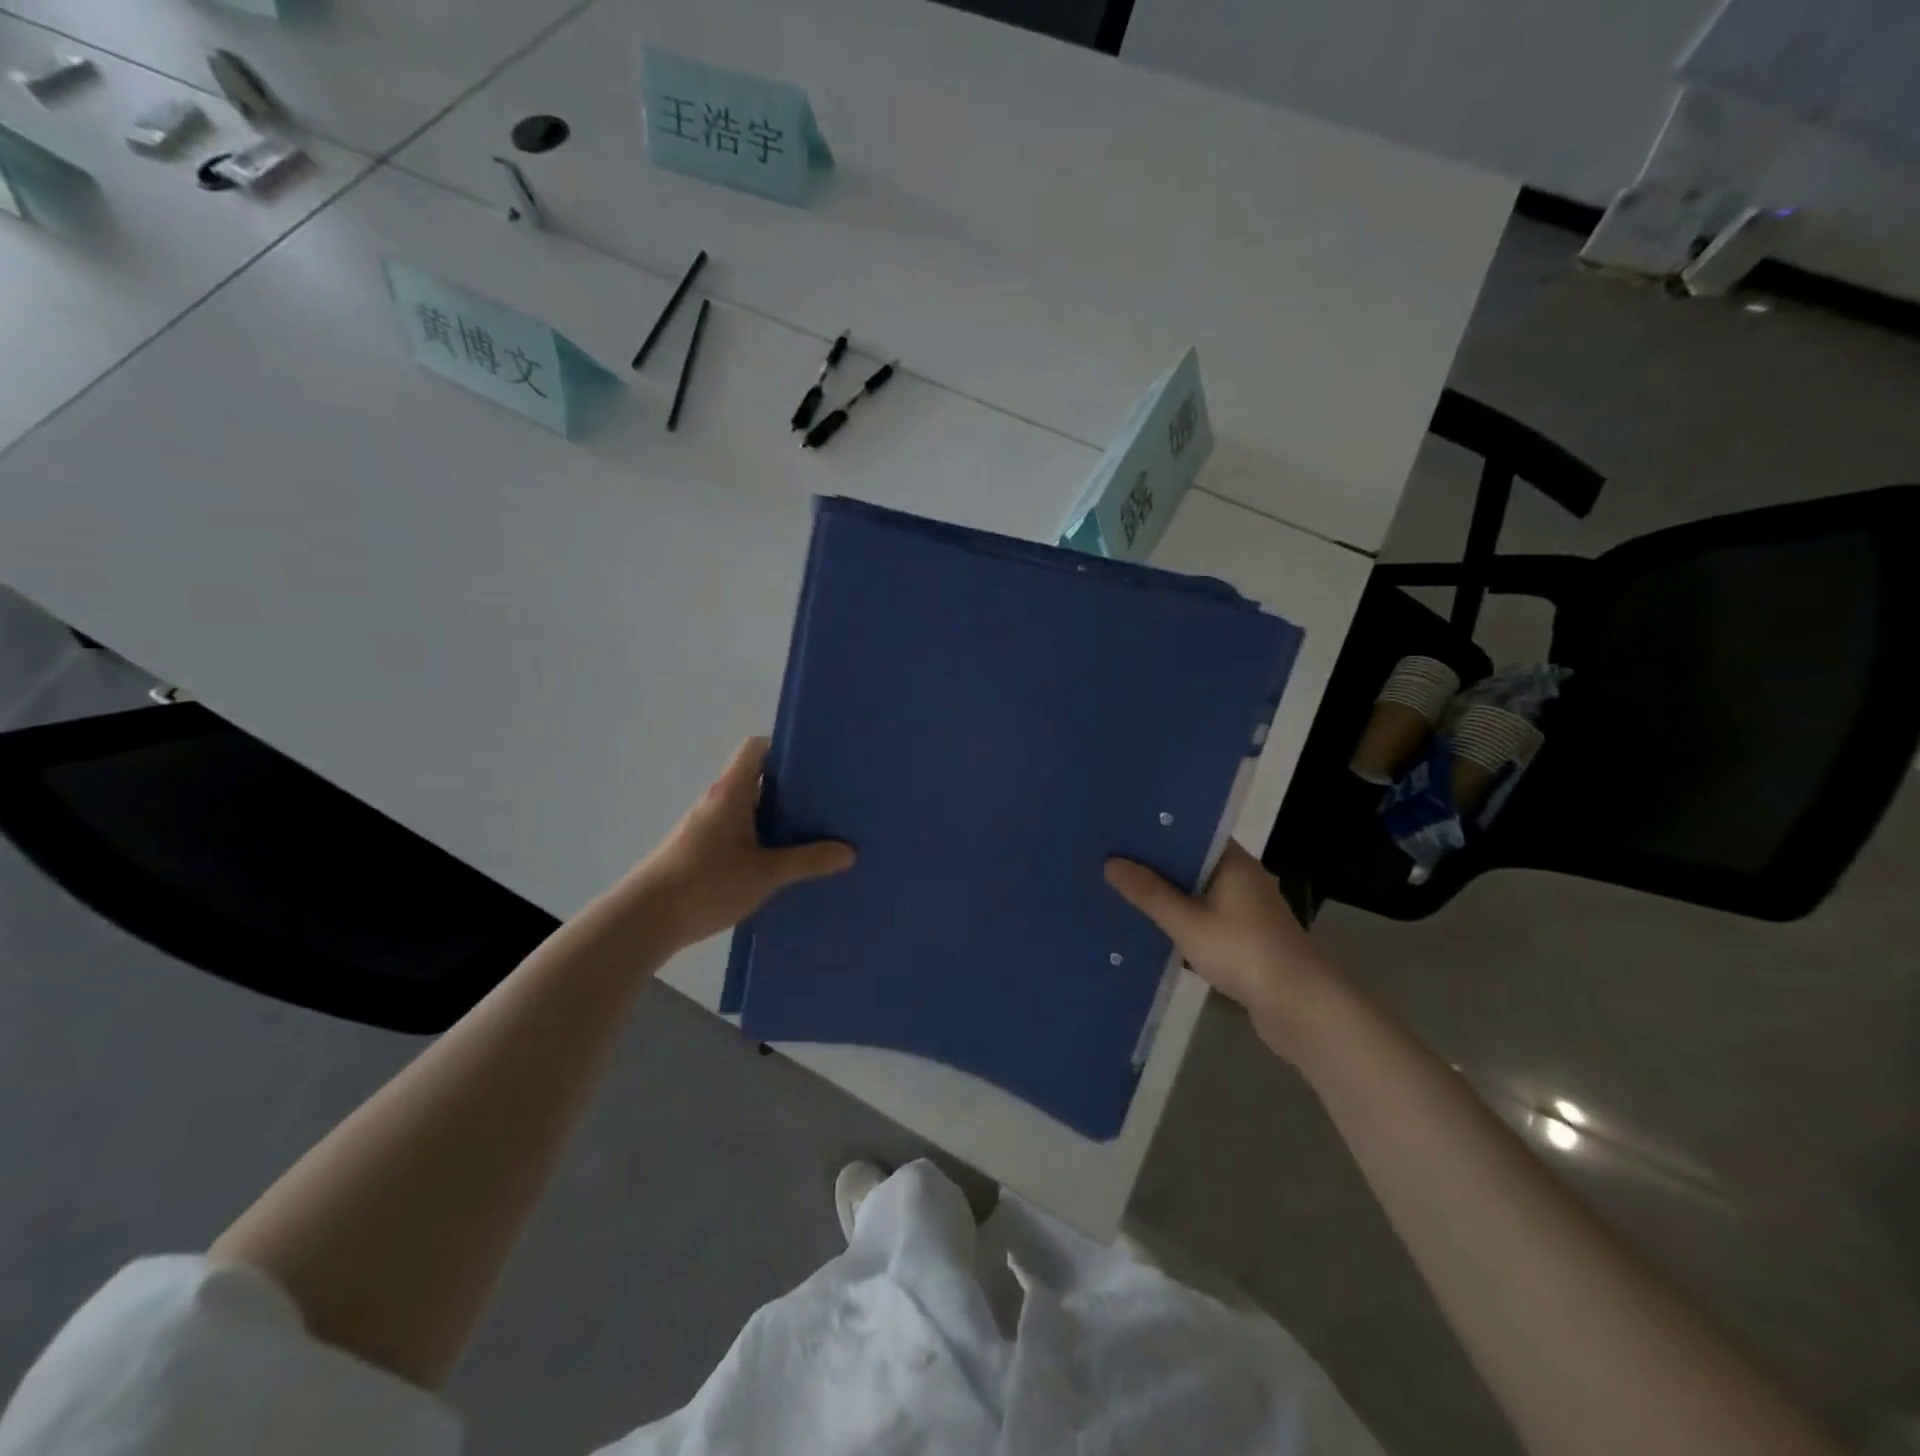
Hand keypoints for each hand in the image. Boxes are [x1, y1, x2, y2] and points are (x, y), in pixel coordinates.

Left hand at [621, 737, 854, 952]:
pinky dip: (761, 836)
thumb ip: (807, 861)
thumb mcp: (765, 874)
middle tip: (827, 798)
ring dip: (776, 814)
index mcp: (731, 792)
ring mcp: (705, 826)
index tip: (815, 761)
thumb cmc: (705, 884)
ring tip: (814, 829)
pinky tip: (782, 860)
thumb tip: (849, 852)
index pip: (755, 748)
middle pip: (756, 777)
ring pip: (748, 807)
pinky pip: (739, 831)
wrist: (644, 920)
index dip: (783, 747)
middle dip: (791, 785)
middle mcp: (717, 801)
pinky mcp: (700, 850)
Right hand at [1104, 842, 1340, 1056]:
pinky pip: (1205, 918)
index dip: (1157, 829)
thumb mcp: (1187, 922)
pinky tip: (1152, 927)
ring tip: (1122, 889)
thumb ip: (1149, 893)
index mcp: (1233, 862)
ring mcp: (1246, 910)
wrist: (1300, 1007)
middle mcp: (1242, 878)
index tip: (1121, 827)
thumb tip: (1110, 862)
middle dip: (1155, 863)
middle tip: (1110, 857)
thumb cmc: (1243, 952)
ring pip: (1197, 892)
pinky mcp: (1245, 938)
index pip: (1192, 831)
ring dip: (1168, 894)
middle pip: (1191, 862)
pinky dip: (1181, 920)